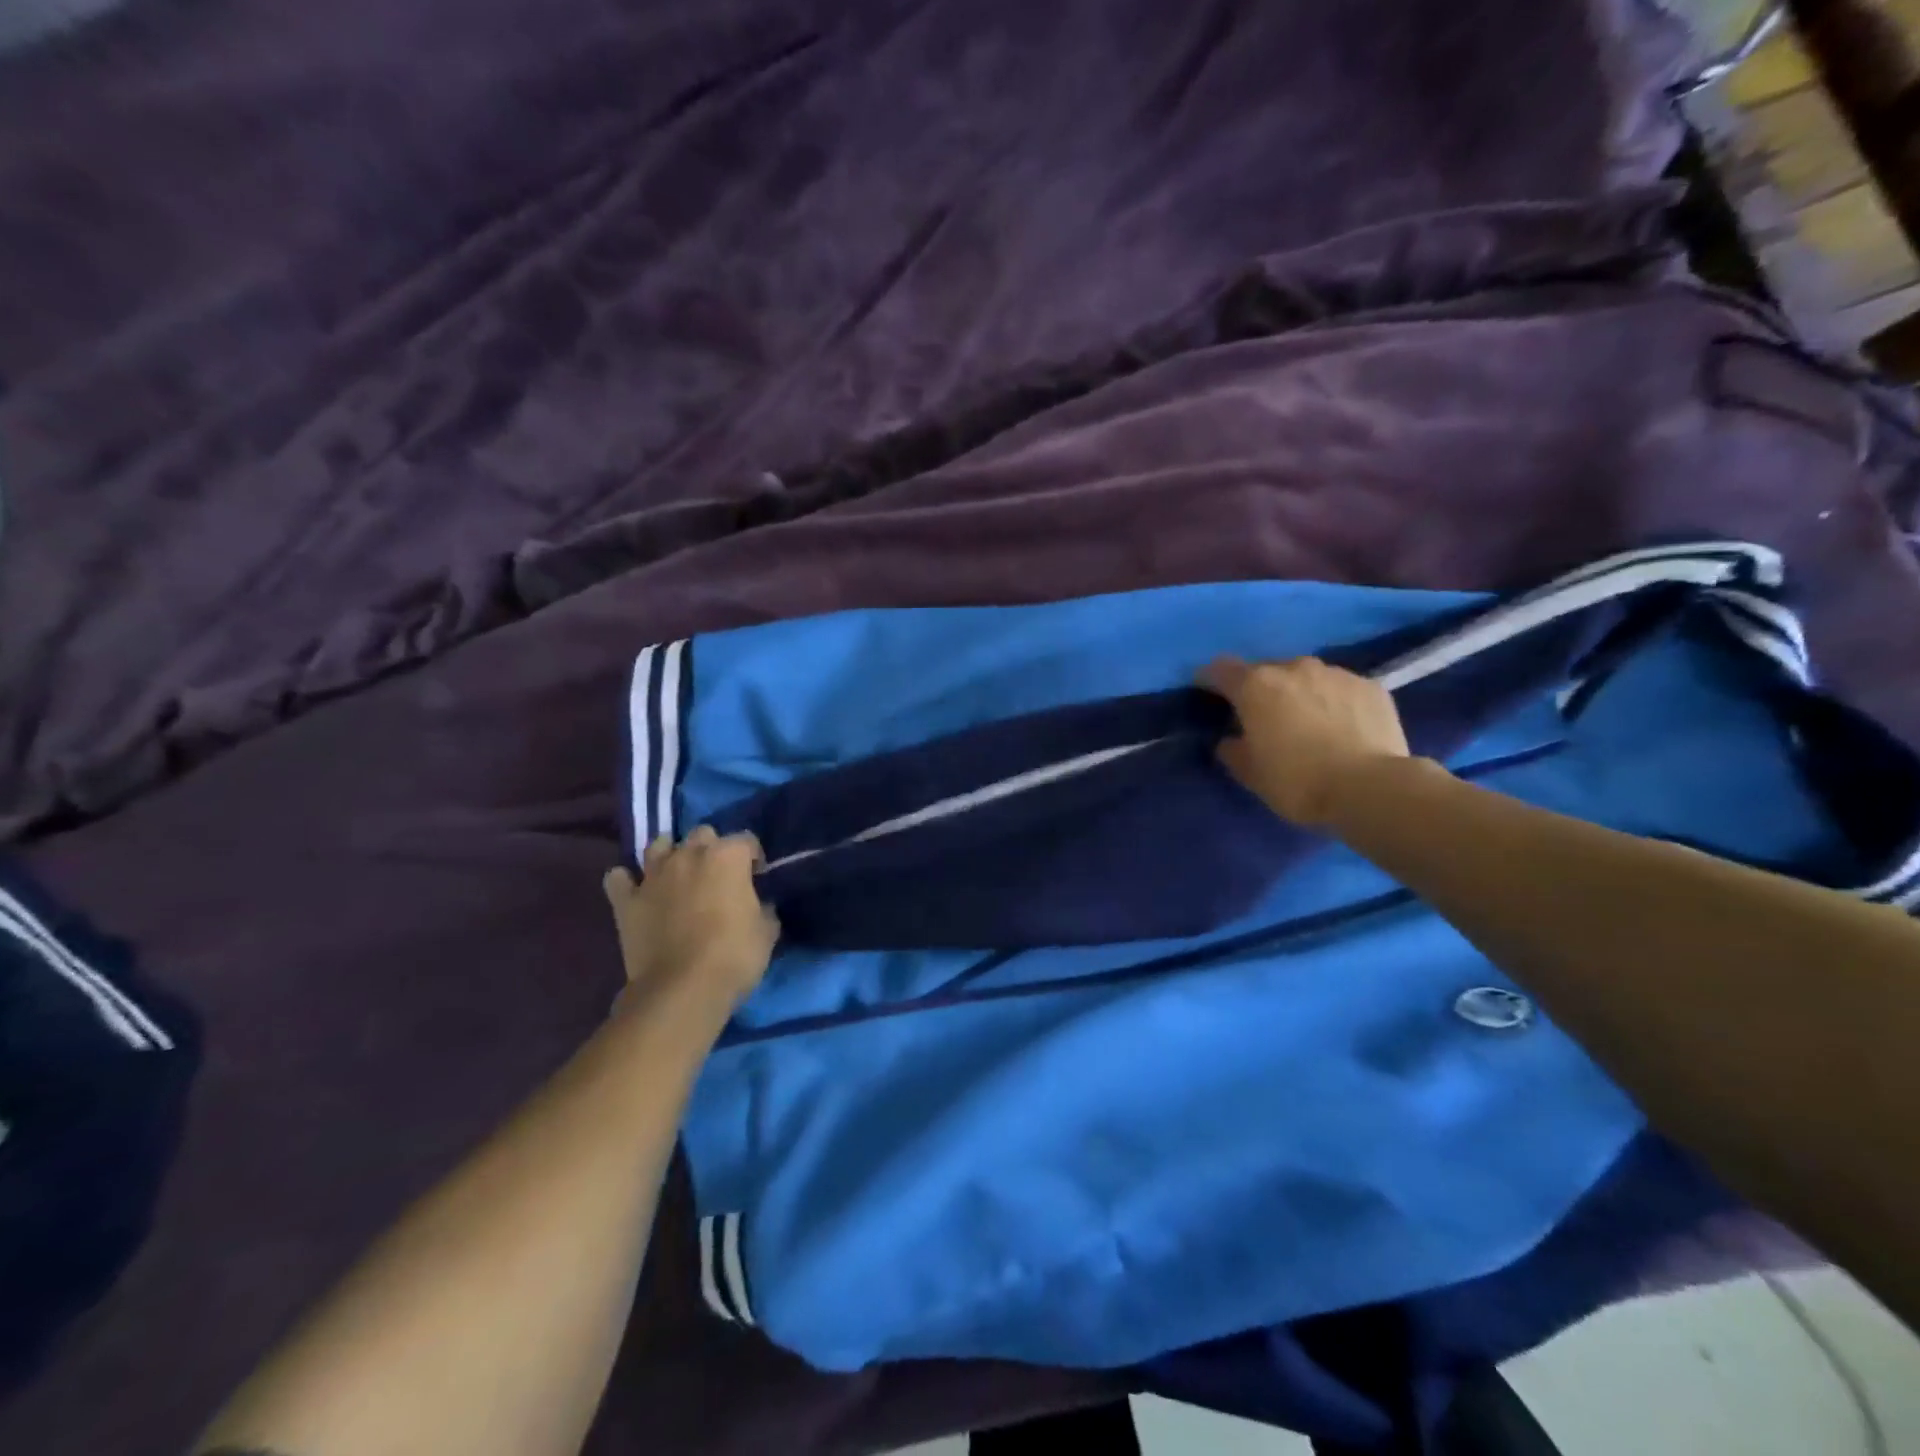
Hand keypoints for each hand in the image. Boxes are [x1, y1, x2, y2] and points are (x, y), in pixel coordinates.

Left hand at [602, 827, 778, 1009]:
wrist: (681, 989)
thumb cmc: (733, 955)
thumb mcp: (767, 932)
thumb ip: (763, 908)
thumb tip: (760, 905)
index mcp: (727, 856)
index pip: (747, 840)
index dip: (754, 858)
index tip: (757, 878)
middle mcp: (689, 855)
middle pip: (702, 834)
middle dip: (711, 849)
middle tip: (718, 876)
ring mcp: (653, 875)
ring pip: (658, 845)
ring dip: (669, 855)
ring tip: (678, 875)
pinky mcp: (626, 901)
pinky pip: (618, 878)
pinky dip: (626, 881)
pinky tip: (635, 890)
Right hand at [1199, 656, 1410, 827]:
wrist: (1372, 788)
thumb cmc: (1298, 781)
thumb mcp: (1250, 774)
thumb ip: (1233, 750)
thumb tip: (1230, 739)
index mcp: (1255, 687)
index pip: (1220, 669)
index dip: (1209, 680)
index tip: (1207, 693)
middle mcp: (1293, 668)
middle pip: (1266, 670)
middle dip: (1260, 689)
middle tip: (1263, 717)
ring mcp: (1336, 673)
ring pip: (1306, 676)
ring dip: (1298, 692)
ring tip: (1306, 721)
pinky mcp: (1371, 686)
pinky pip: (1340, 688)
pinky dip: (1333, 701)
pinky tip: (1341, 726)